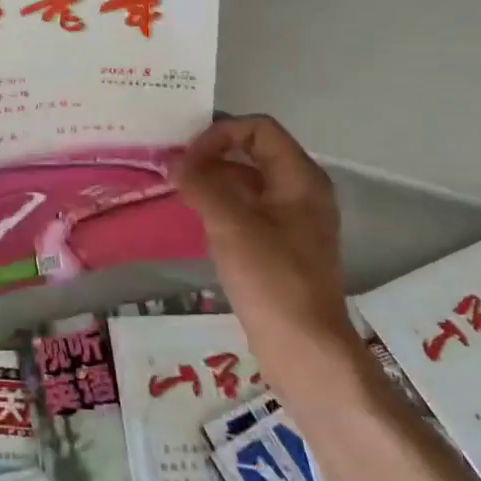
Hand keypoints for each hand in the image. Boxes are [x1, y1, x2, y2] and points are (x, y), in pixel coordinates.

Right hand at [174, 115, 355, 356]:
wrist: (305, 351)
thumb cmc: (272, 279)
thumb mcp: (231, 224)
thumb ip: (201, 184)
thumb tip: (175, 161)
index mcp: (300, 178)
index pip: (258, 129)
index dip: (220, 133)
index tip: (188, 157)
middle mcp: (301, 191)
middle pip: (253, 152)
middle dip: (212, 155)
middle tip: (175, 168)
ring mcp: (292, 220)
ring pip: (247, 182)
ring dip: (213, 180)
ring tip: (178, 191)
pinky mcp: (280, 246)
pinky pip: (247, 209)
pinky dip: (220, 205)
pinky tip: (196, 218)